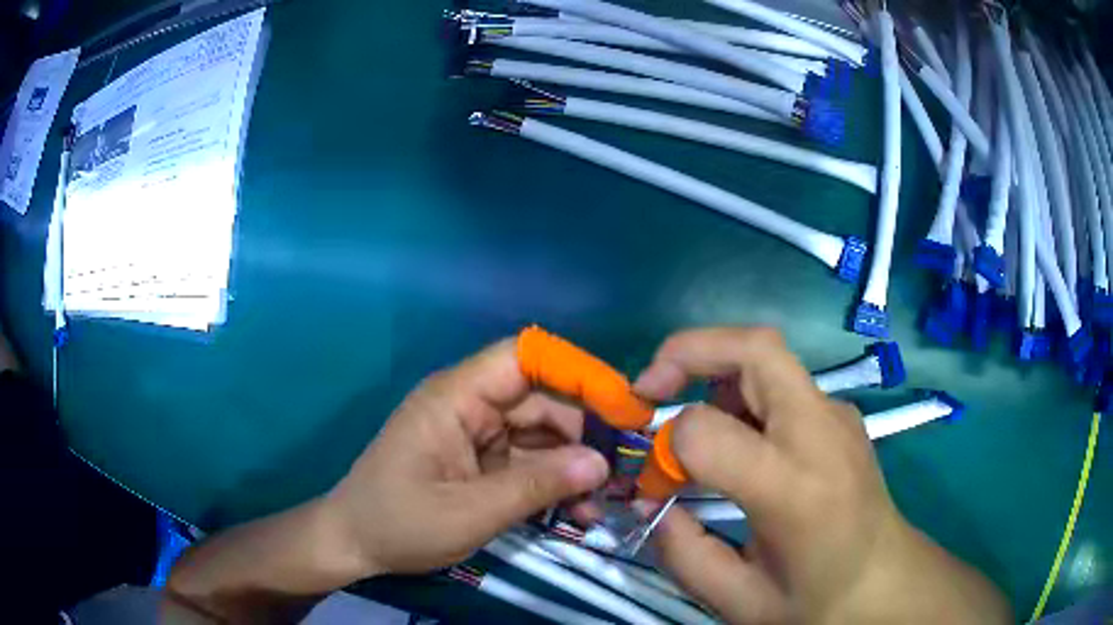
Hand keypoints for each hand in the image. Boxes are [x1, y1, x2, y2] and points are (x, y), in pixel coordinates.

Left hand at [322, 338, 608, 576]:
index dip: (575, 371)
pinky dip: (553, 483)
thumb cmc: (400, 523)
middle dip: (585, 434)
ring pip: (541, 435)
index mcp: (456, 397)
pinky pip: (527, 461)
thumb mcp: (470, 512)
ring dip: (573, 466)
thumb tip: (602, 464)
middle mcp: (470, 405)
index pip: (524, 358)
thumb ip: (536, 486)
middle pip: (542, 400)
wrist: (355, 544)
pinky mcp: (480, 461)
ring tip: (603, 504)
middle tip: (624, 471)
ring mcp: (475, 434)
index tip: (622, 405)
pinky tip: (576, 512)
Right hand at [634, 328, 1010, 623]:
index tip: (657, 482)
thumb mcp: (739, 600)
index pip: (709, 431)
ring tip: (690, 423)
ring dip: (714, 370)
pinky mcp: (839, 415)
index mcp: (794, 488)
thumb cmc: (817, 600)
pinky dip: (740, 390)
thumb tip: (653, 502)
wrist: (885, 582)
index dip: (667, 446)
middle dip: (688, 352)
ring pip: (767, 355)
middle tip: (649, 390)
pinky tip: (735, 438)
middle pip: (755, 348)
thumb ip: (683, 552)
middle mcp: (820, 433)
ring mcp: (837, 415)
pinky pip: (782, 381)